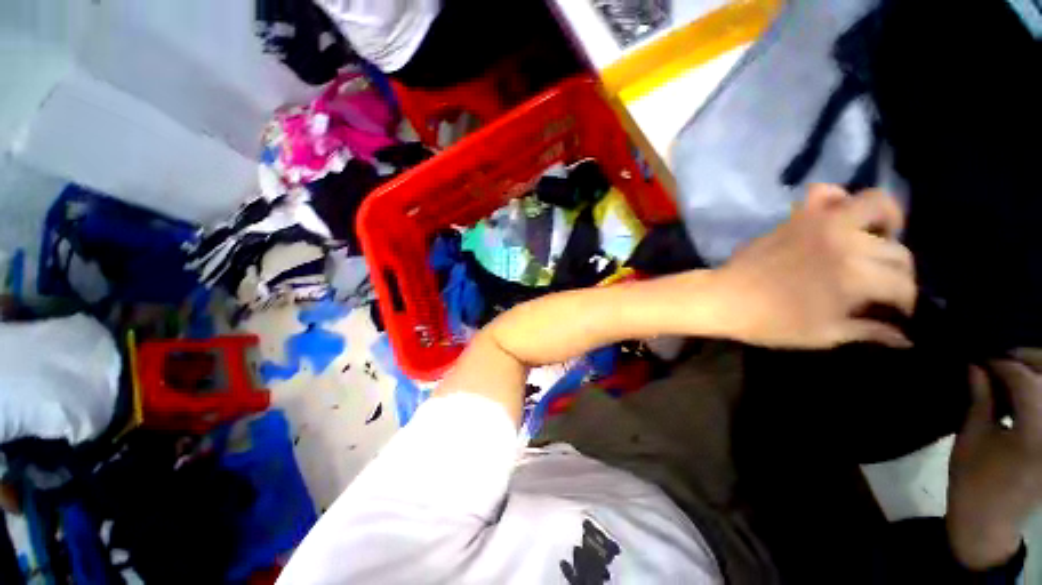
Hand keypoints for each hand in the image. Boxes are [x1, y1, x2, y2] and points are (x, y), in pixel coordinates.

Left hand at [711, 183, 915, 348]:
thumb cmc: (770, 322)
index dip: (907, 303)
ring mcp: (820, 222)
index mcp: (856, 277)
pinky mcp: (797, 217)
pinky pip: (825, 191)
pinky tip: (840, 217)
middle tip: (884, 288)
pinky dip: (839, 198)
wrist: (724, 298)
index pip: (903, 285)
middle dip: (899, 274)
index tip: (898, 313)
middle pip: (897, 251)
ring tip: (877, 242)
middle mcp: (846, 242)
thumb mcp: (824, 335)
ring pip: (875, 204)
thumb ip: (869, 331)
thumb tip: (905, 338)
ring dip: (886, 221)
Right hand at [947, 351, 1041, 569]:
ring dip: (1035, 374)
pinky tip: (1022, 392)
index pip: (1027, 382)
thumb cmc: (973, 481)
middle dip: (1029, 359)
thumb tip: (977, 364)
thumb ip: (980, 399)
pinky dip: (1038, 392)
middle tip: (1001, 355)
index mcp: (1034, 436)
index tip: (982, 355)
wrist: (989, 521)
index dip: (1004, 363)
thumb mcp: (971, 439)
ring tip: (1010, 371)